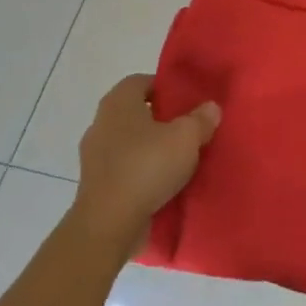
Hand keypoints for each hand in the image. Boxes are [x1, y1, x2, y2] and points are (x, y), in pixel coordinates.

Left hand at [73, 75, 218, 252]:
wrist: (109, 224)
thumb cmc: (147, 167)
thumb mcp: (186, 137)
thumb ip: (201, 119)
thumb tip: (210, 107)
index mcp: (118, 103)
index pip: (141, 81)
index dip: (165, 87)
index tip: (187, 102)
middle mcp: (101, 123)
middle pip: (136, 112)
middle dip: (161, 119)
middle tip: (188, 129)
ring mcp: (94, 156)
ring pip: (130, 142)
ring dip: (151, 148)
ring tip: (179, 159)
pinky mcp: (96, 184)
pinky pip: (124, 168)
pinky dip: (141, 172)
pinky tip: (163, 183)